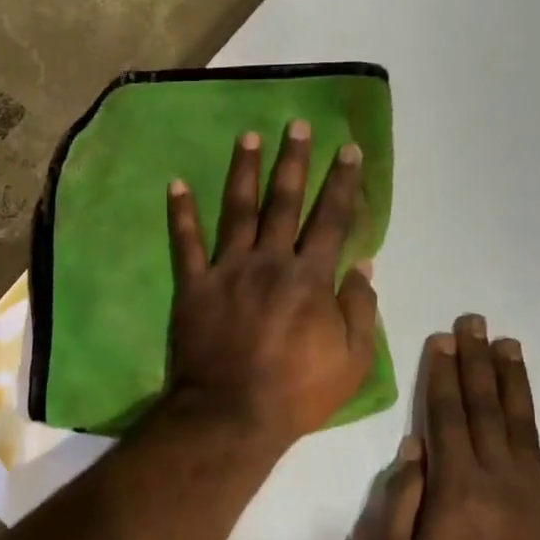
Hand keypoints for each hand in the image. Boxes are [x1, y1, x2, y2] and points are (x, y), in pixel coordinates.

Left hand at [164, 120, 378, 445]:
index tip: (348, 149)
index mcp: (310, 278)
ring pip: (237, 211)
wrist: (232, 414)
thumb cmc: (297, 392)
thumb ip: (361, 309)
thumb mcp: (352, 360)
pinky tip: (175, 183)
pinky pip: (185, 243)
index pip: (331, 220)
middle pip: (284, 202)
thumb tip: (364, 263)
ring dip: (243, 171)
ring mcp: (228, 271)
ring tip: (247, 137)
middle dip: (294, 161)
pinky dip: (180, 213)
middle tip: (298, 125)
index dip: (342, 183)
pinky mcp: (193, 286)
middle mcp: (269, 262)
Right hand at [349, 316, 539, 539]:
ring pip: (523, 425)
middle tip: (476, 322)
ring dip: (515, 382)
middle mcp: (497, 479)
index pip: (444, 415)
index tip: (442, 338)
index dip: (441, 373)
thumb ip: (397, 500)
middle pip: (482, 408)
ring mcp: (537, 497)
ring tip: (511, 345)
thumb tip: (412, 447)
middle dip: (476, 361)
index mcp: (453, 486)